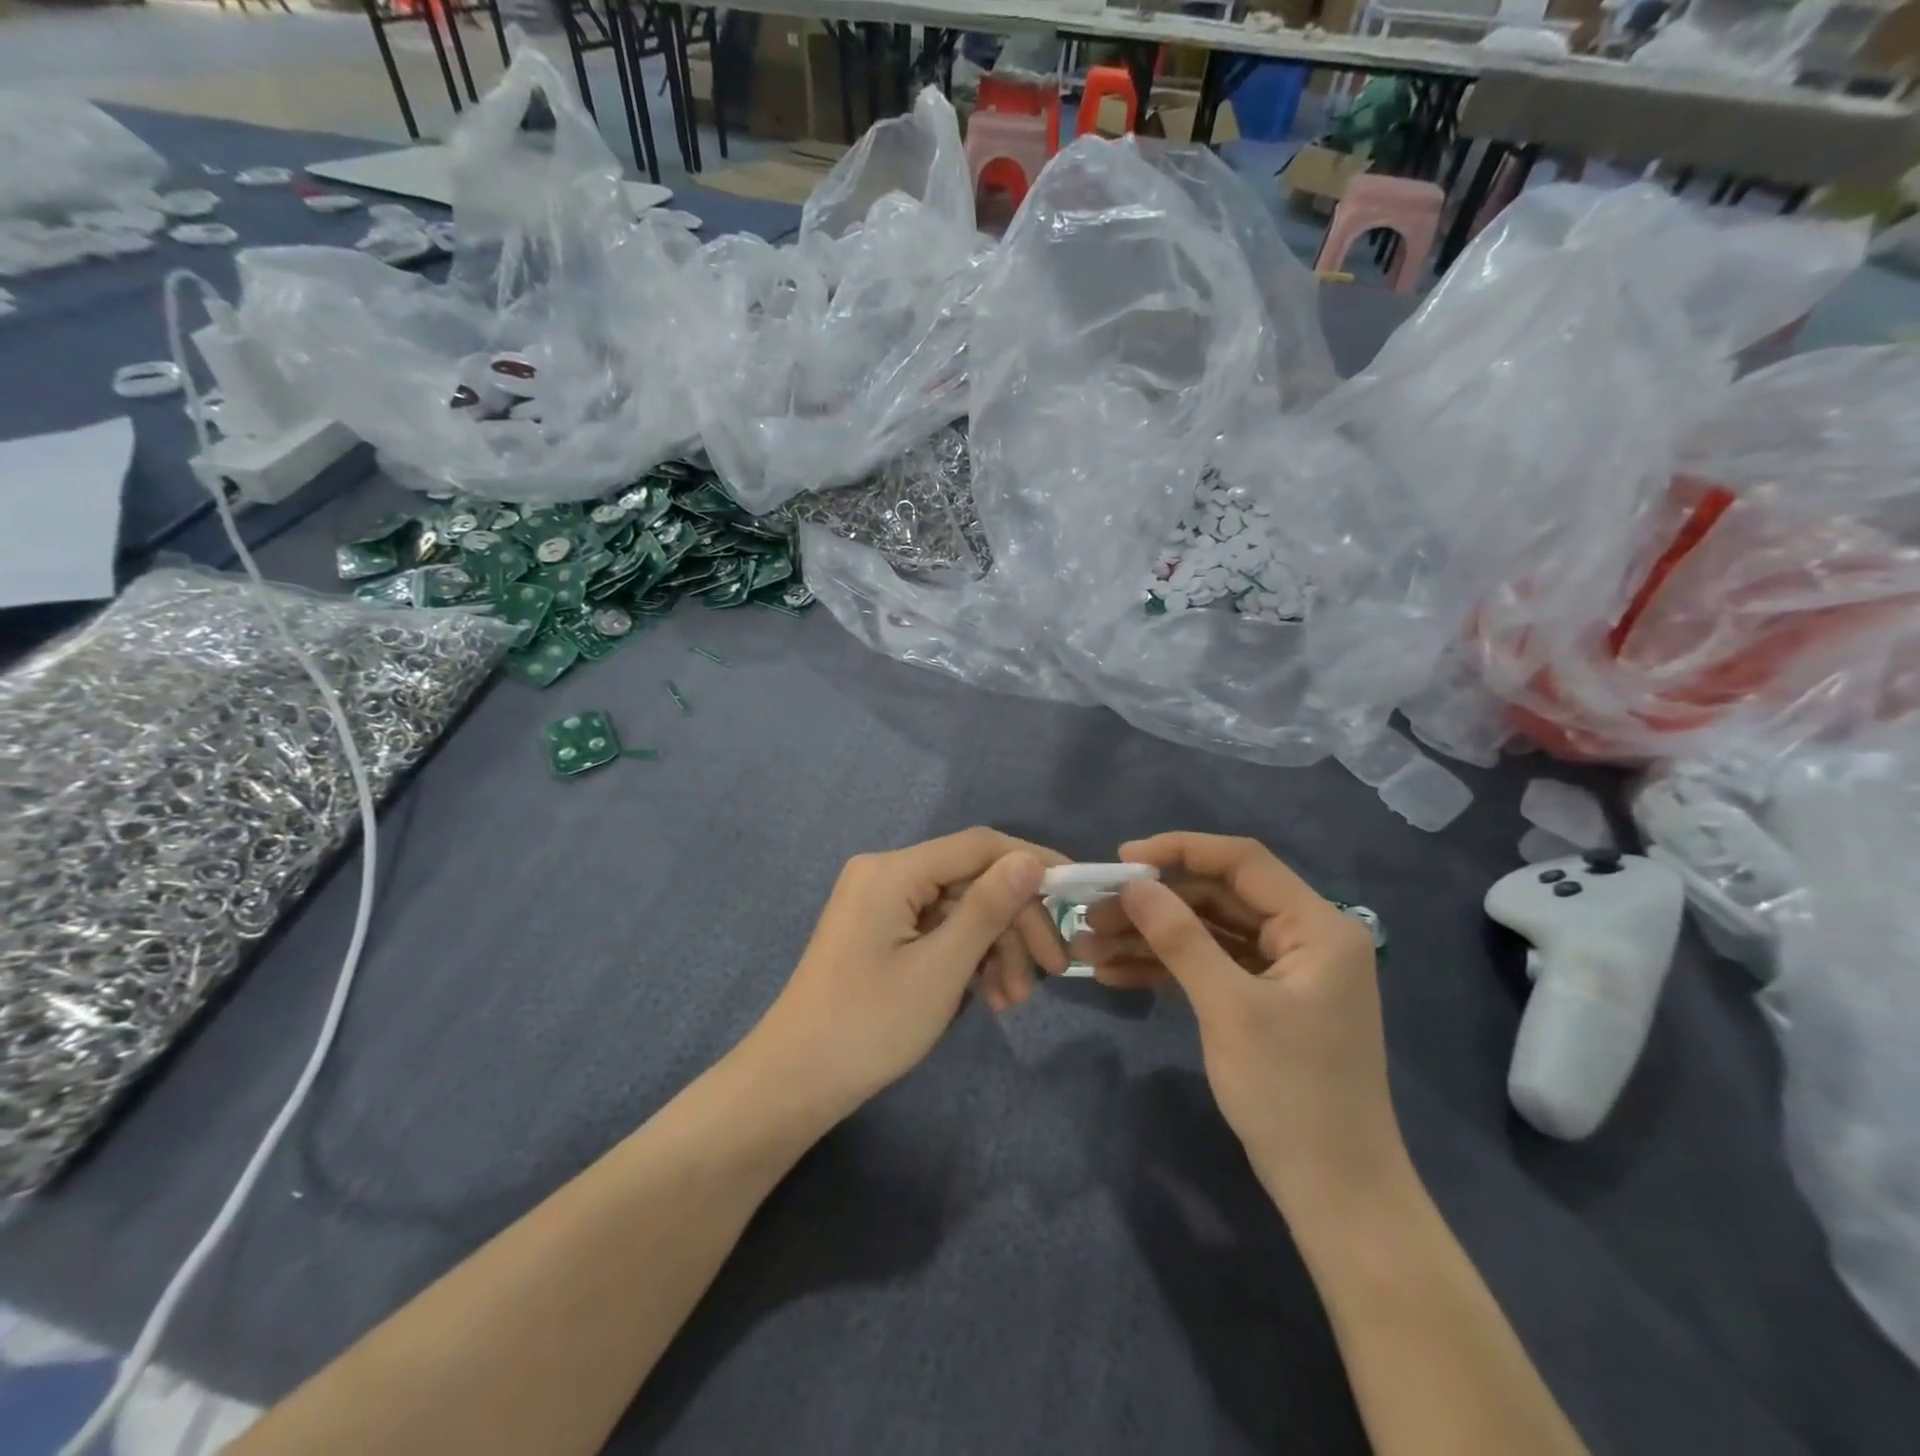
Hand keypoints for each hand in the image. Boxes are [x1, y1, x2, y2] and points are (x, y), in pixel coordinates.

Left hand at [753, 828, 1066, 1114]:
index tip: (1076, 891)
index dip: (1031, 863)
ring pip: (959, 910)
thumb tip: (1029, 859)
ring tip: (1013, 1001)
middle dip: (1015, 924)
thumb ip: (988, 908)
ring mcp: (881, 904)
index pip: (979, 846)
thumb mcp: (941, 968)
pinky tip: (987, 997)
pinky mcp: (881, 932)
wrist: (794, 1082)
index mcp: (894, 871)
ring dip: (994, 949)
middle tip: (1053, 970)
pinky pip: (937, 931)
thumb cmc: (869, 1025)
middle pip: (972, 881)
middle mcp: (886, 874)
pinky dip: (966, 959)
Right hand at [1074, 833, 1407, 1220]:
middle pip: (1218, 898)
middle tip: (1094, 913)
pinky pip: (1209, 969)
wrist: (1337, 1197)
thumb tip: (1134, 884)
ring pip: (1207, 934)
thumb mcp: (1229, 1008)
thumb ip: (1180, 938)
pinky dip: (1166, 970)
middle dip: (1154, 905)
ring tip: (1089, 946)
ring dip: (1150, 938)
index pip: (1243, 862)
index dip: (1180, 851)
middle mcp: (1304, 938)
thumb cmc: (1292, 1095)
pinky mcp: (1264, 1002)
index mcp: (1317, 926)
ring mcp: (1283, 972)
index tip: (1122, 859)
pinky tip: (1115, 975)